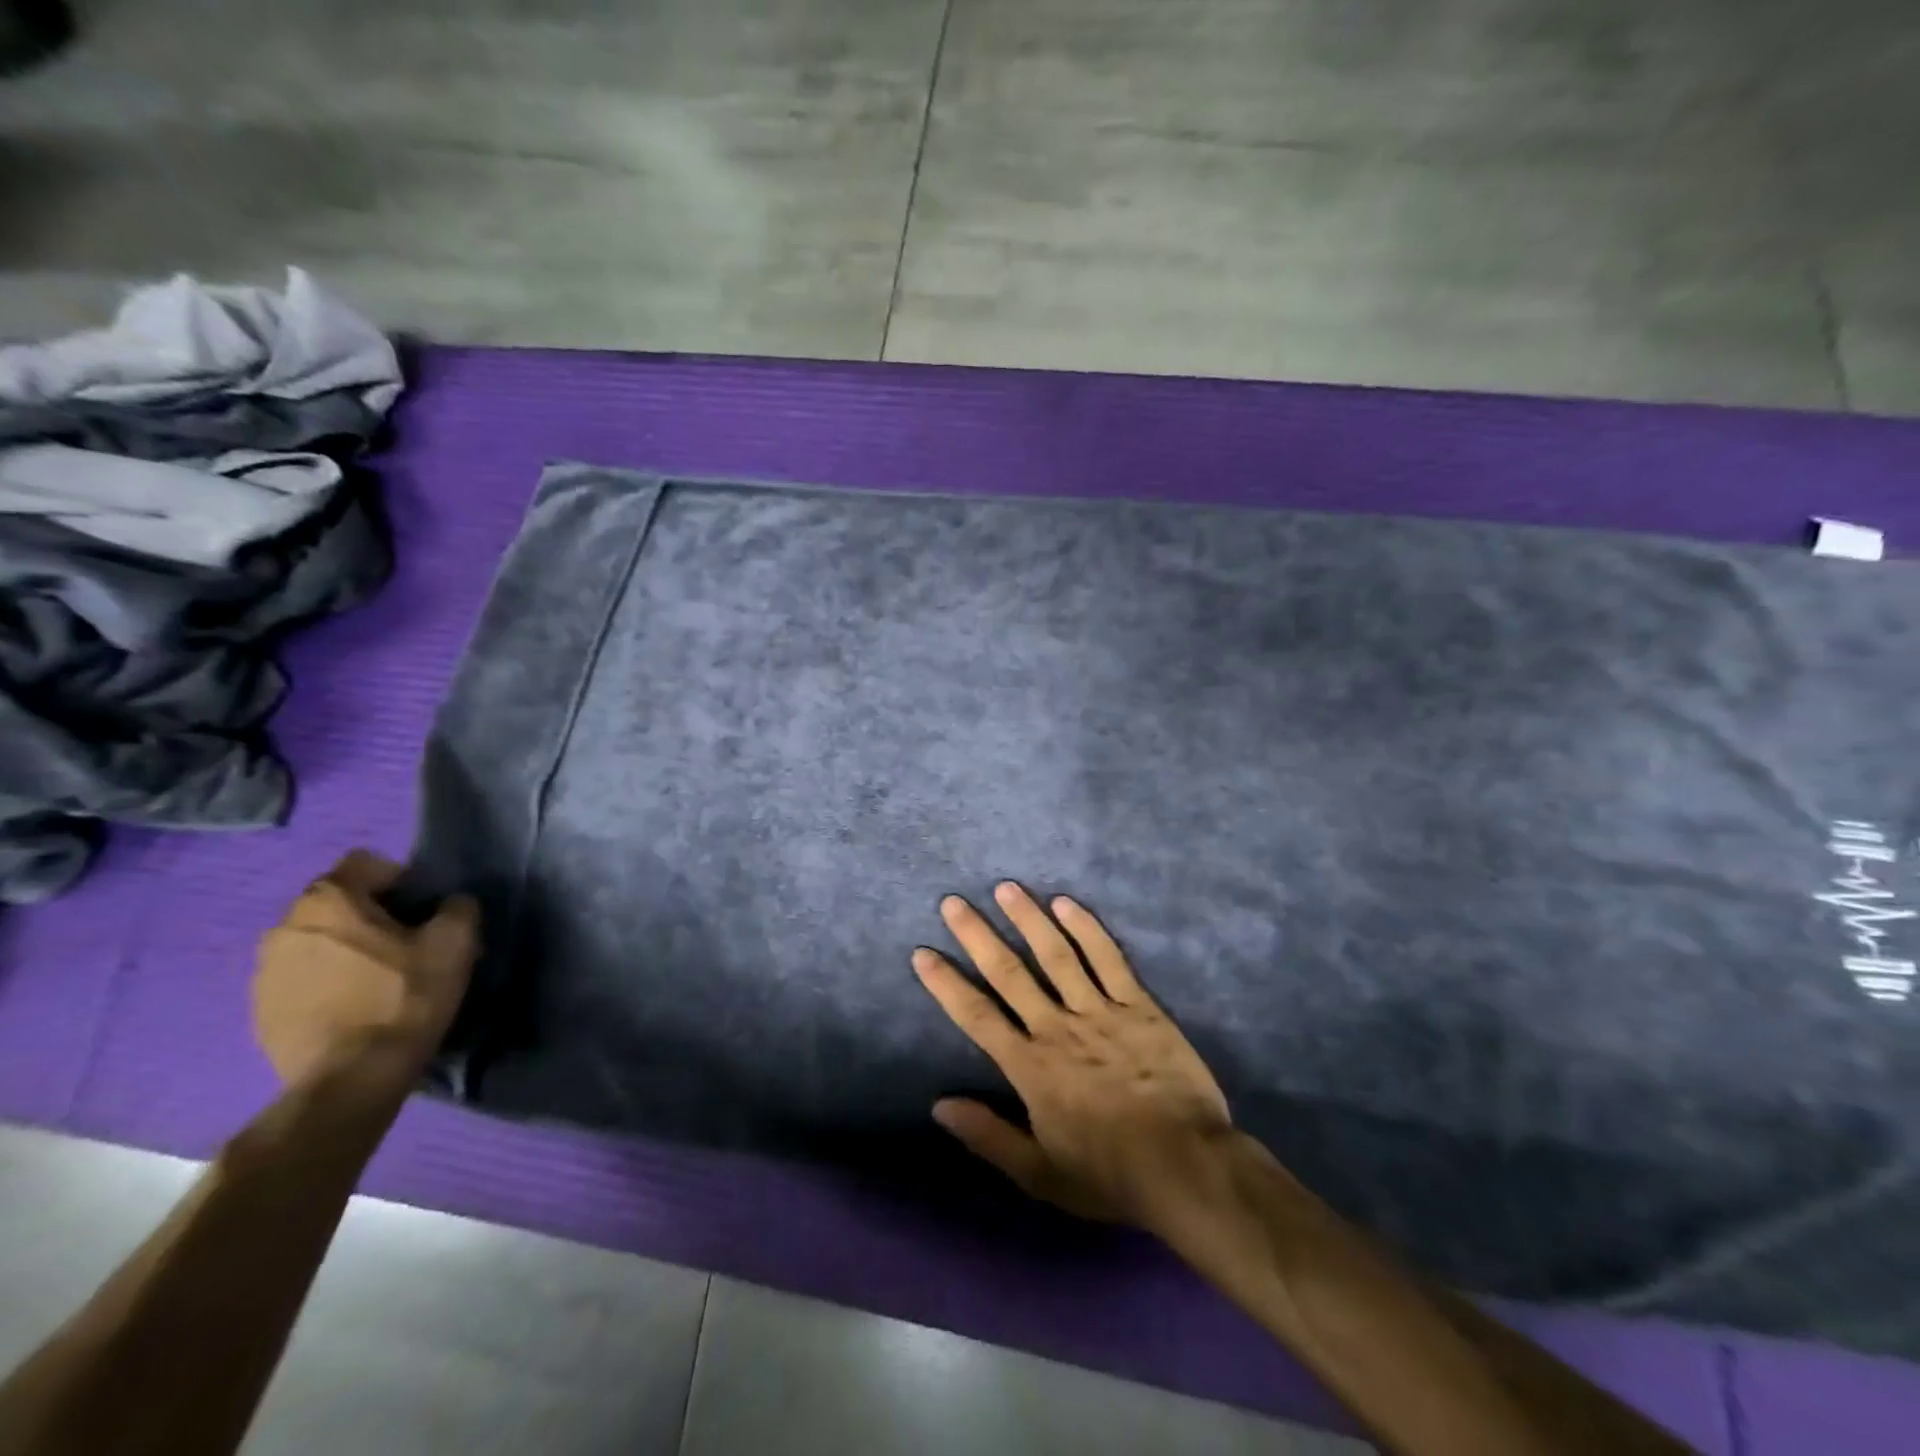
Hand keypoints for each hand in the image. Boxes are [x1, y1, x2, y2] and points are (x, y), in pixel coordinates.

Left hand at [253, 850, 478, 1088]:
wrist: (352, 1080)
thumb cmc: (404, 998)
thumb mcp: (455, 943)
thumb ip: (457, 908)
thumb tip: (449, 905)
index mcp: (327, 901)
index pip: (366, 863)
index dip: (402, 880)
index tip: (423, 911)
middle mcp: (284, 926)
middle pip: (339, 903)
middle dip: (372, 916)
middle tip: (407, 945)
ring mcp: (264, 972)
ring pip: (319, 941)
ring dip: (347, 950)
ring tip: (380, 980)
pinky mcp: (260, 1011)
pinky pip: (303, 978)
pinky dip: (329, 982)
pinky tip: (356, 1008)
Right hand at [913, 882, 1232, 1228]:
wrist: (1185, 1166)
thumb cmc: (1109, 1175)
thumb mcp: (1040, 1173)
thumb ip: (988, 1136)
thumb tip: (939, 1106)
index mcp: (1030, 1067)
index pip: (977, 1016)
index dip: (947, 984)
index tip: (923, 953)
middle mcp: (1057, 1028)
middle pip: (1010, 973)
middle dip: (977, 936)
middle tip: (953, 902)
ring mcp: (1099, 1011)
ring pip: (1056, 955)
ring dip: (1028, 919)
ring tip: (1006, 888)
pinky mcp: (1138, 1005)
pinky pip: (1108, 959)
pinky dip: (1086, 929)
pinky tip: (1066, 903)